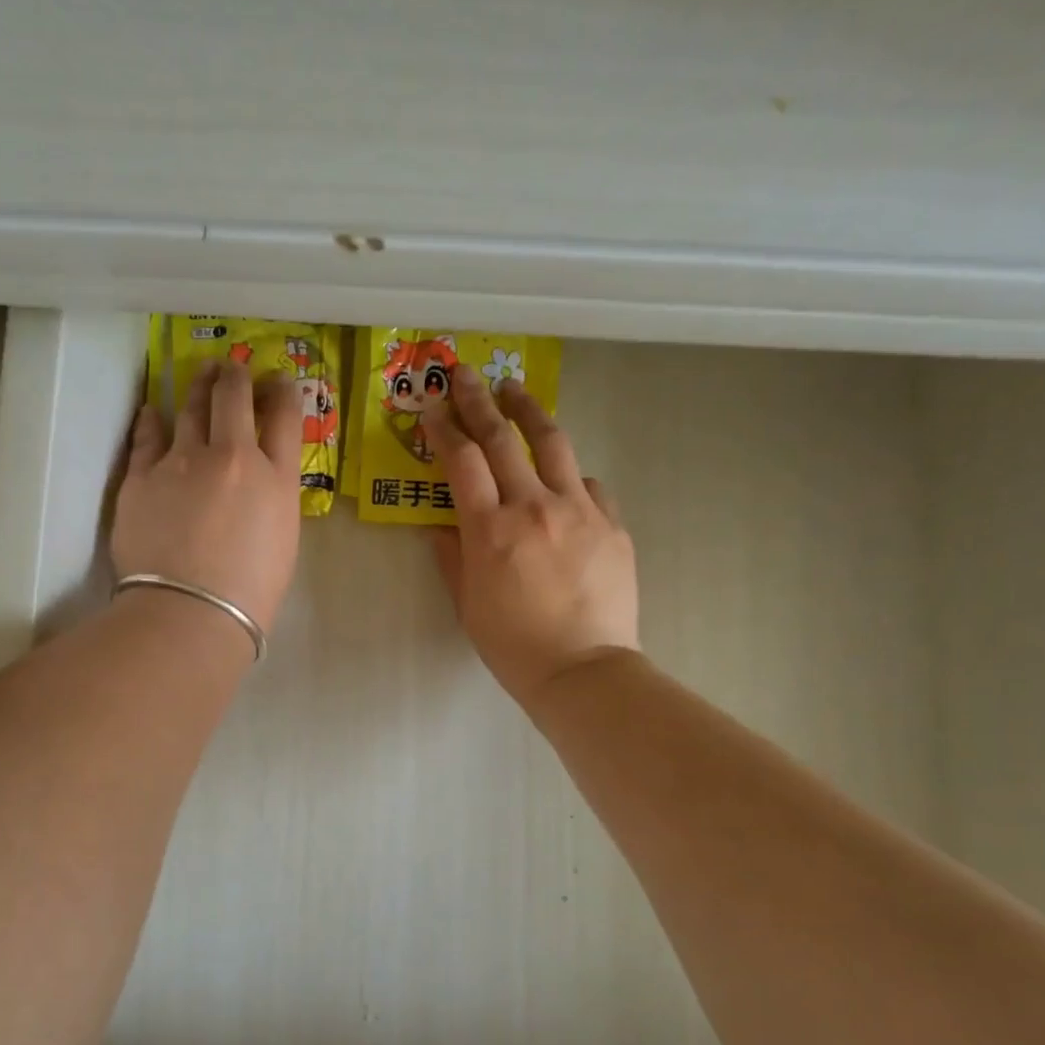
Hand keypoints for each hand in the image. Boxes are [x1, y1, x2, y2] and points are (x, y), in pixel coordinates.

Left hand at [114, 360, 302, 630]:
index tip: (279, 382)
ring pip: (191, 406)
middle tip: (234, 369)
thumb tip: (259, 481)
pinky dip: (153, 419)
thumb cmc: (250, 594)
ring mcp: (183, 461)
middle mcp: (232, 456)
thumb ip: (273, 499)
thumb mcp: (282, 541)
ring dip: (199, 386)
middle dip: (238, 376)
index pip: (286, 416)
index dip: (284, 391)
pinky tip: (154, 410)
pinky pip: (147, 435)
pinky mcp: (142, 475)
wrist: (192, 612)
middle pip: (236, 397)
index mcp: (276, 479)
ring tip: (202, 375)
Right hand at [424, 367, 638, 709]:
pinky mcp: (612, 524)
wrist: (584, 671)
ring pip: (553, 444)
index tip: (432, 407)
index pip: (462, 462)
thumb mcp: (468, 605)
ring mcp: (580, 511)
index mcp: (490, 530)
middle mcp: (534, 507)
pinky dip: (569, 475)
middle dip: (479, 401)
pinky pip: (588, 484)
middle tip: (465, 374)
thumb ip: (453, 559)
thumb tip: (441, 527)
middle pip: (503, 438)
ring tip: (515, 389)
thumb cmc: (514, 646)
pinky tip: (563, 478)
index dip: (444, 429)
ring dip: (529, 411)